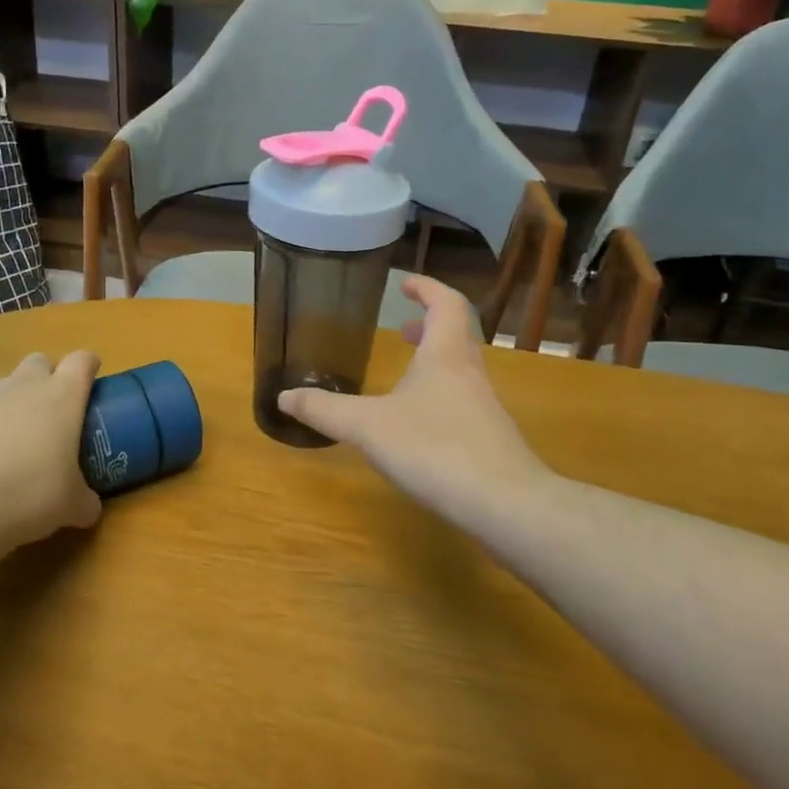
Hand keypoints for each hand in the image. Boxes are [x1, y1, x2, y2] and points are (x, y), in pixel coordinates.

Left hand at [0, 351, 103, 556]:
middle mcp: (20, 383)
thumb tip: (88, 505)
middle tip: (40, 418)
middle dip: (41, 382)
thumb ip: (84, 498)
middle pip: (37, 363)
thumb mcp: (72, 507)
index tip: (87, 383)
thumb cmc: (28, 498)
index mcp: (61, 397)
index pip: (82, 362)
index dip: (86, 368)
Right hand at [277, 277, 547, 530]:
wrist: (505, 504)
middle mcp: (470, 372)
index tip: (404, 284)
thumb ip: (325, 410)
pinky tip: (420, 425)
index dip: (426, 288)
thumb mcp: (367, 427)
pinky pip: (464, 400)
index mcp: (446, 354)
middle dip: (429, 325)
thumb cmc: (434, 449)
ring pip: (461, 368)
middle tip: (402, 329)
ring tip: (405, 376)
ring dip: (435, 361)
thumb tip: (283, 396)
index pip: (446, 302)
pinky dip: (441, 394)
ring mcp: (485, 406)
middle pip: (457, 333)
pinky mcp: (490, 438)